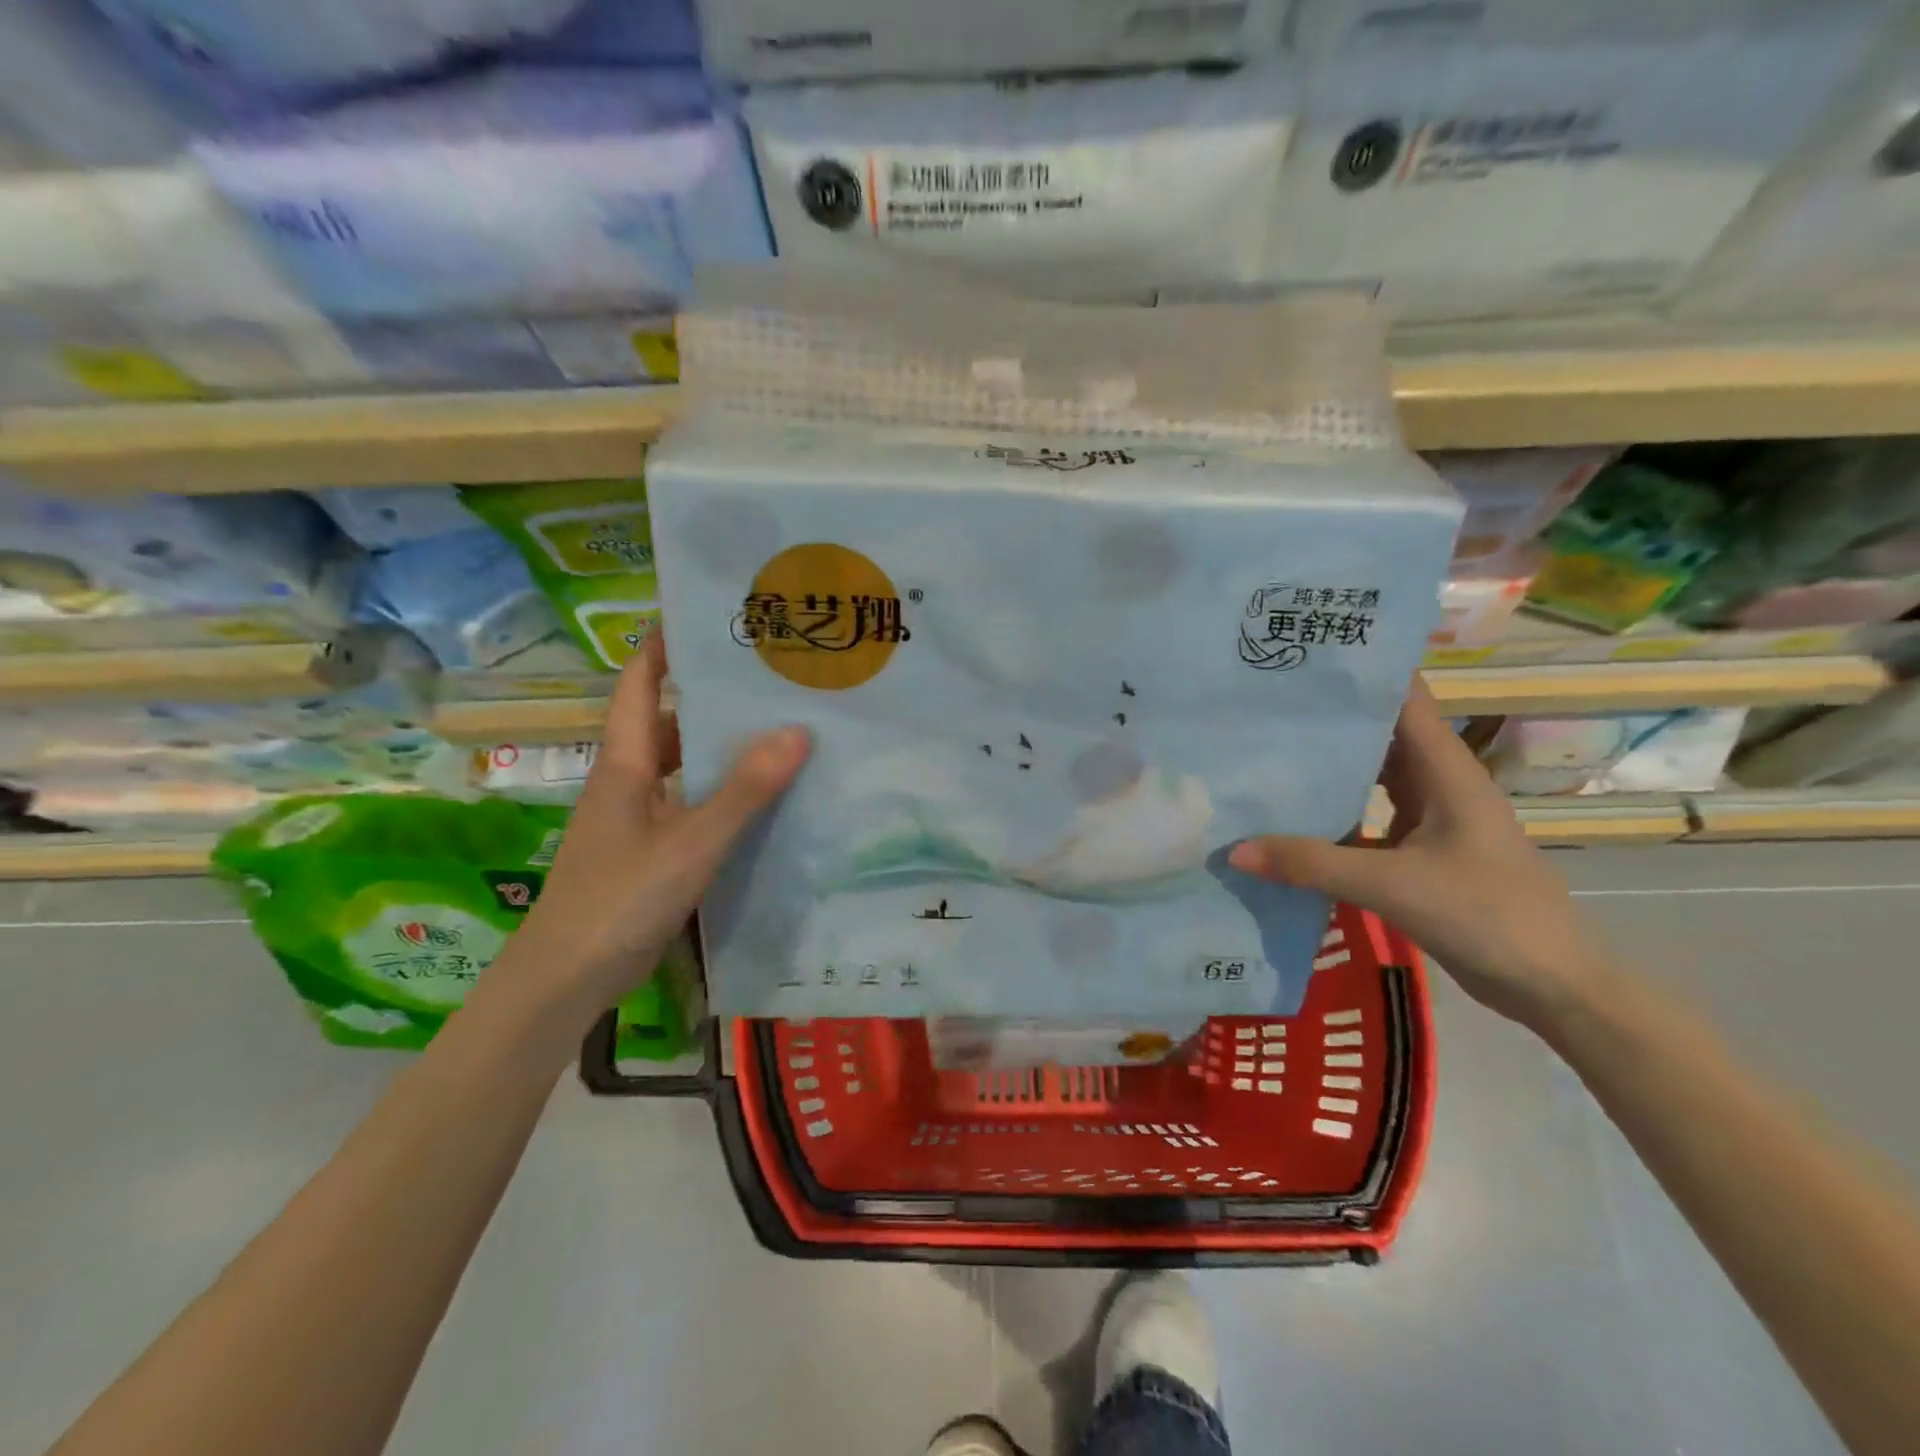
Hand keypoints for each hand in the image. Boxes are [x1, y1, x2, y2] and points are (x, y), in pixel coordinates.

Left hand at [512, 629, 809, 1011]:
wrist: (566, 980)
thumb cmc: (620, 899)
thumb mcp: (691, 842)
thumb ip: (744, 790)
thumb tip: (797, 730)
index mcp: (625, 763)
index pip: (638, 683)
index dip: (663, 646)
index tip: (705, 616)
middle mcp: (627, 781)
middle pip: (666, 722)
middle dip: (709, 695)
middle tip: (767, 678)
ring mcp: (635, 819)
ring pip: (680, 766)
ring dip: (718, 747)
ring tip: (776, 729)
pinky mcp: (648, 851)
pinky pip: (688, 803)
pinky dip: (719, 792)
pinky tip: (759, 799)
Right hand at [1227, 677, 1608, 1027]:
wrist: (1550, 986)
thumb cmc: (1486, 915)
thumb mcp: (1393, 885)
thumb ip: (1313, 864)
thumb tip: (1235, 850)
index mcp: (1446, 771)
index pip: (1405, 699)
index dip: (1363, 672)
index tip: (1306, 657)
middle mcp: (1437, 784)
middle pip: (1379, 734)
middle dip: (1328, 718)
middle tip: (1264, 703)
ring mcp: (1429, 818)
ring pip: (1370, 777)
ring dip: (1328, 767)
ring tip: (1266, 751)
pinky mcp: (1419, 851)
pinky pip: (1367, 818)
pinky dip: (1333, 815)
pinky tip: (1290, 819)